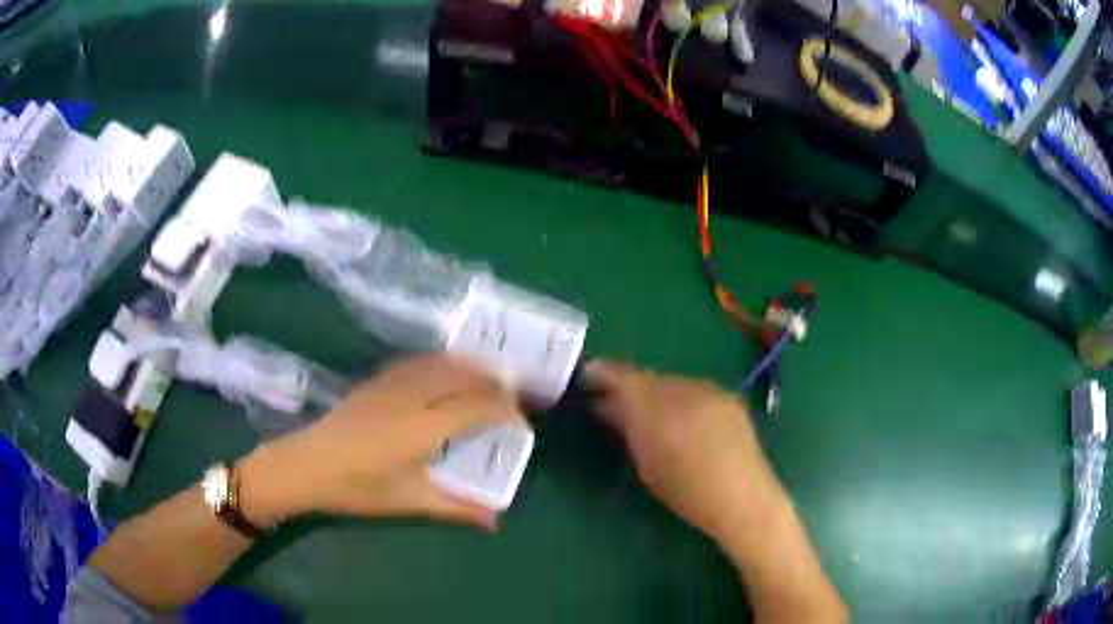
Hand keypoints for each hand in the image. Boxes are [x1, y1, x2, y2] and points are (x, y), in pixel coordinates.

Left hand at [241, 354, 523, 529]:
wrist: (306, 465)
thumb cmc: (358, 488)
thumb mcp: (409, 501)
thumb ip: (456, 507)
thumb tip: (495, 521)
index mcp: (422, 428)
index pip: (476, 407)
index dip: (505, 410)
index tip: (522, 421)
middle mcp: (411, 397)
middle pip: (462, 376)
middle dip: (493, 382)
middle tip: (512, 396)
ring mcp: (391, 384)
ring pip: (440, 363)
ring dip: (468, 368)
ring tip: (487, 379)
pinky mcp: (375, 381)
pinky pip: (417, 363)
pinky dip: (440, 363)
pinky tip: (443, 372)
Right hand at [586, 360, 789, 544]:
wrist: (742, 498)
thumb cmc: (685, 492)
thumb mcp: (645, 463)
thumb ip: (626, 428)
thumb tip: (607, 407)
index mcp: (654, 406)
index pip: (621, 377)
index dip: (601, 374)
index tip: (587, 379)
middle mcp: (682, 388)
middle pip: (646, 377)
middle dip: (628, 387)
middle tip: (615, 402)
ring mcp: (708, 389)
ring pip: (670, 382)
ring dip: (655, 393)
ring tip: (650, 414)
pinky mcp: (727, 396)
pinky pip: (693, 389)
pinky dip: (681, 399)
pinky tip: (683, 419)